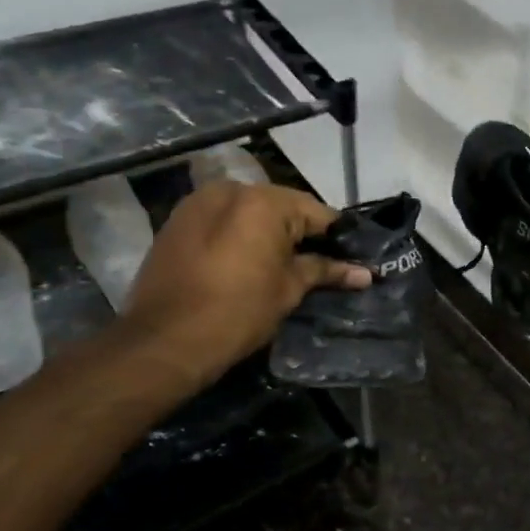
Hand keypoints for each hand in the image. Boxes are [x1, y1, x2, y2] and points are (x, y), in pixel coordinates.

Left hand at [120, 181, 369, 379]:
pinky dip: (238, 235)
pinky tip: (246, 262)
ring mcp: (199, 202)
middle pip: (281, 207)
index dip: (338, 237)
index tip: (353, 257)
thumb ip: (325, 271)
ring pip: (249, 212)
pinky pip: (222, 220)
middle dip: (301, 233)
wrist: (164, 340)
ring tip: (282, 264)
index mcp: (264, 201)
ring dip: (268, 232)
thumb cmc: (238, 312)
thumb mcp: (289, 290)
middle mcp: (231, 190)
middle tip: (320, 264)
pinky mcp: (177, 221)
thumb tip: (365, 273)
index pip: (317, 212)